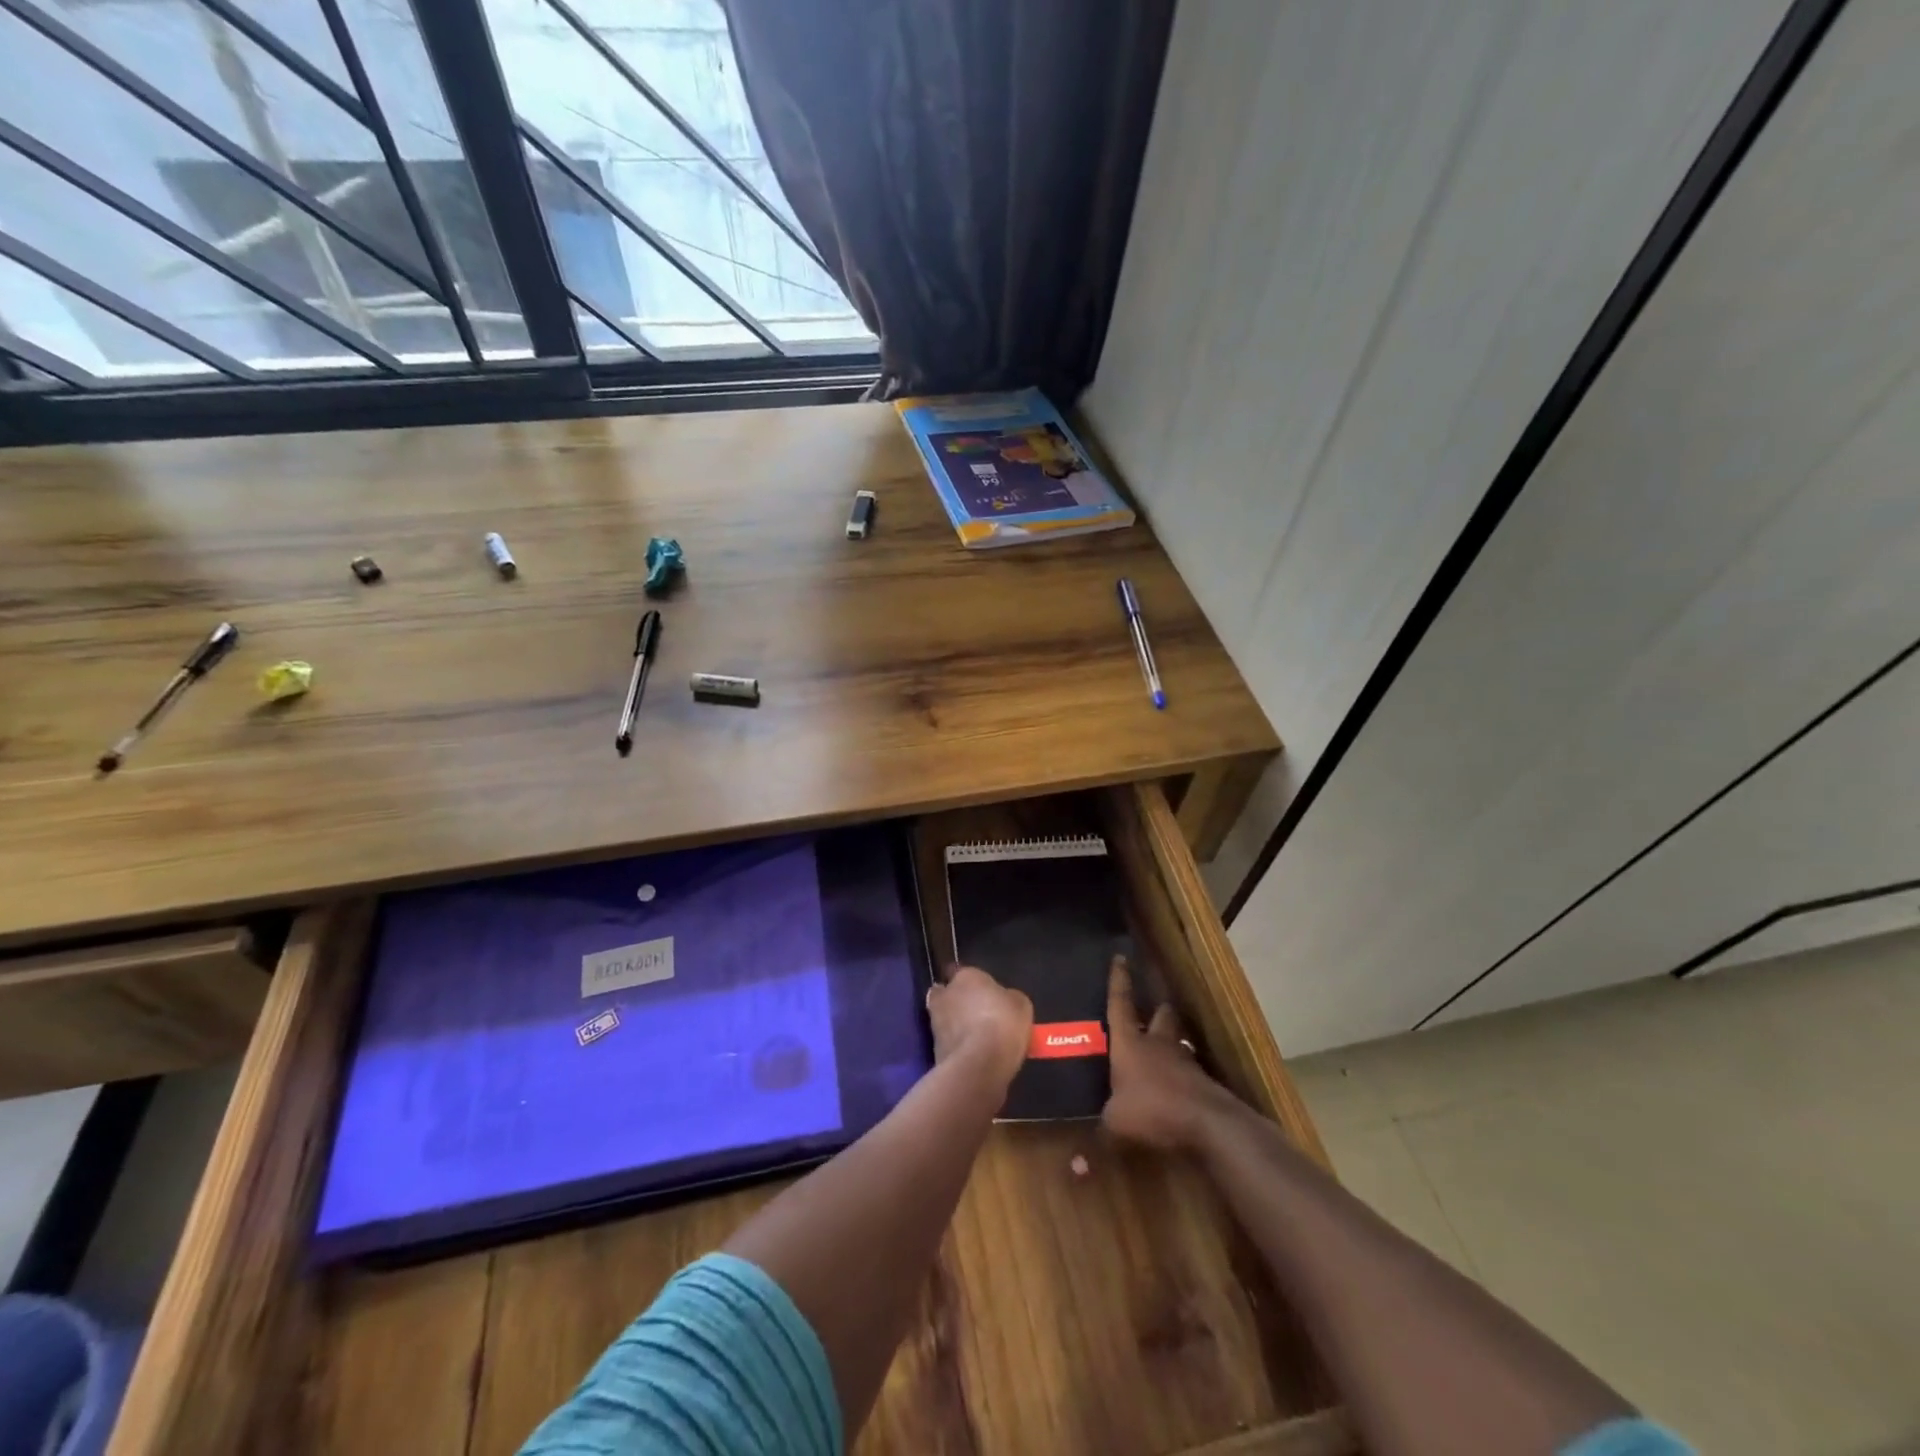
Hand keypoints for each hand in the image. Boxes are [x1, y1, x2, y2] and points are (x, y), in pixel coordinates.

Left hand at [927, 964, 1031, 1087]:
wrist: (979, 1065)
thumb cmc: (1003, 1024)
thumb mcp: (1020, 1005)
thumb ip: (1007, 998)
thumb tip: (1002, 1000)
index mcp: (966, 976)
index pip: (962, 972)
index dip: (972, 983)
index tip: (983, 993)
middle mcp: (945, 994)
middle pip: (947, 994)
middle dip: (957, 1002)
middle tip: (975, 1014)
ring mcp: (935, 1022)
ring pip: (944, 1018)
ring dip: (954, 1024)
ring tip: (975, 1038)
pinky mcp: (933, 1048)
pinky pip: (947, 1042)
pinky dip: (955, 1046)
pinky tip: (972, 1054)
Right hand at [1102, 955, 1226, 1150]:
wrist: (1207, 1123)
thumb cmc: (1152, 1110)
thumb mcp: (1116, 1126)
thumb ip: (1097, 1140)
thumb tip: (1076, 1169)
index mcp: (1130, 1043)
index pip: (1120, 1004)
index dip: (1118, 981)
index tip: (1120, 958)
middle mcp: (1156, 1044)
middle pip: (1159, 1015)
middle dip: (1155, 1010)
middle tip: (1150, 1010)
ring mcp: (1183, 1060)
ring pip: (1176, 1040)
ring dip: (1171, 1041)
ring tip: (1164, 1047)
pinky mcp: (1201, 1081)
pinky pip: (1188, 1069)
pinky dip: (1182, 1073)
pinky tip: (1178, 1086)